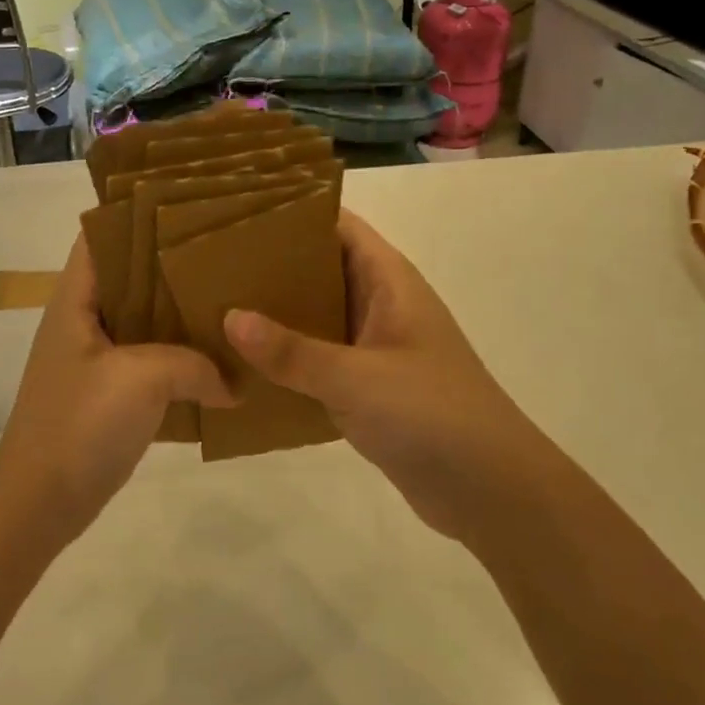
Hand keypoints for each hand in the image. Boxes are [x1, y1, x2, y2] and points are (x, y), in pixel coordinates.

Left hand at [0, 234, 232, 528]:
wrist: (43, 500)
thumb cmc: (81, 424)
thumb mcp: (141, 380)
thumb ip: (193, 365)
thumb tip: (233, 382)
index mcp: (76, 300)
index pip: (102, 237)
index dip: (138, 216)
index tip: (189, 207)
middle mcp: (84, 320)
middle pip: (130, 276)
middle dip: (173, 266)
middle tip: (226, 254)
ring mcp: (96, 359)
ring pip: (144, 321)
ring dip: (180, 315)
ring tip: (231, 300)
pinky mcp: (111, 394)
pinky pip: (151, 362)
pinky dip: (180, 359)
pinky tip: (220, 359)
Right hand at [224, 211, 545, 543]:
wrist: (491, 492)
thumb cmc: (433, 415)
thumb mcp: (357, 378)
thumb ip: (292, 350)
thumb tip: (229, 317)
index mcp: (389, 282)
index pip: (339, 226)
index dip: (294, 213)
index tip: (238, 212)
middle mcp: (380, 306)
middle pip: (321, 268)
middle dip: (272, 263)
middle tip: (212, 262)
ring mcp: (374, 348)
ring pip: (316, 315)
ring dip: (275, 313)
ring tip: (216, 304)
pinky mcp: (366, 387)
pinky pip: (317, 359)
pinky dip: (285, 357)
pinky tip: (242, 363)